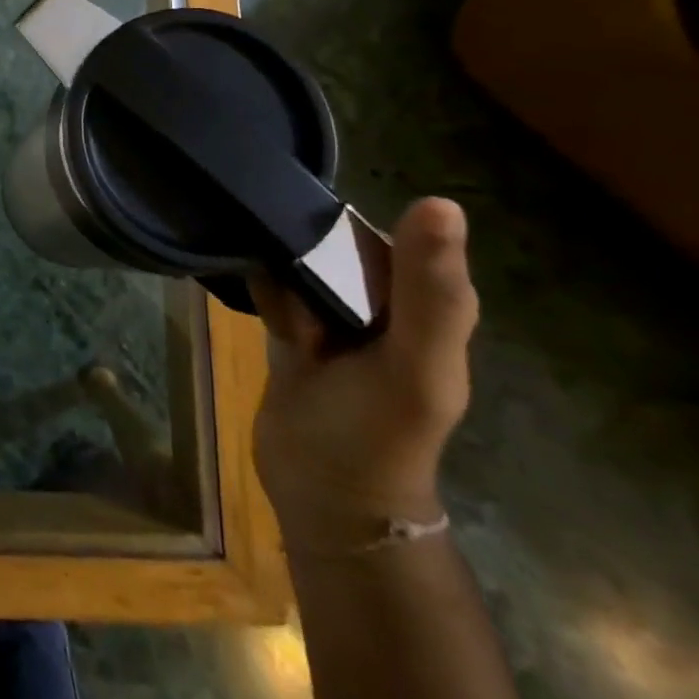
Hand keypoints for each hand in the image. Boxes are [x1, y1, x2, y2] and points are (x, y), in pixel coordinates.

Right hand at [249, 197, 478, 551]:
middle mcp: (381, 299)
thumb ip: (429, 291)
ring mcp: (333, 312)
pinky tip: (258, 307)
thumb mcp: (416, 364)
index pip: (382, 231)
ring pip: (297, 257)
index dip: (342, 225)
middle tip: (286, 284)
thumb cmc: (377, 432)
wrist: (322, 497)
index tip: (305, 229)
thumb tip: (440, 201)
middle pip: (332, 240)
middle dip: (300, 248)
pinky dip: (260, 286)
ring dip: (276, 268)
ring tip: (273, 304)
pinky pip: (271, 281)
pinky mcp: (292, 324)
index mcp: (424, 301)